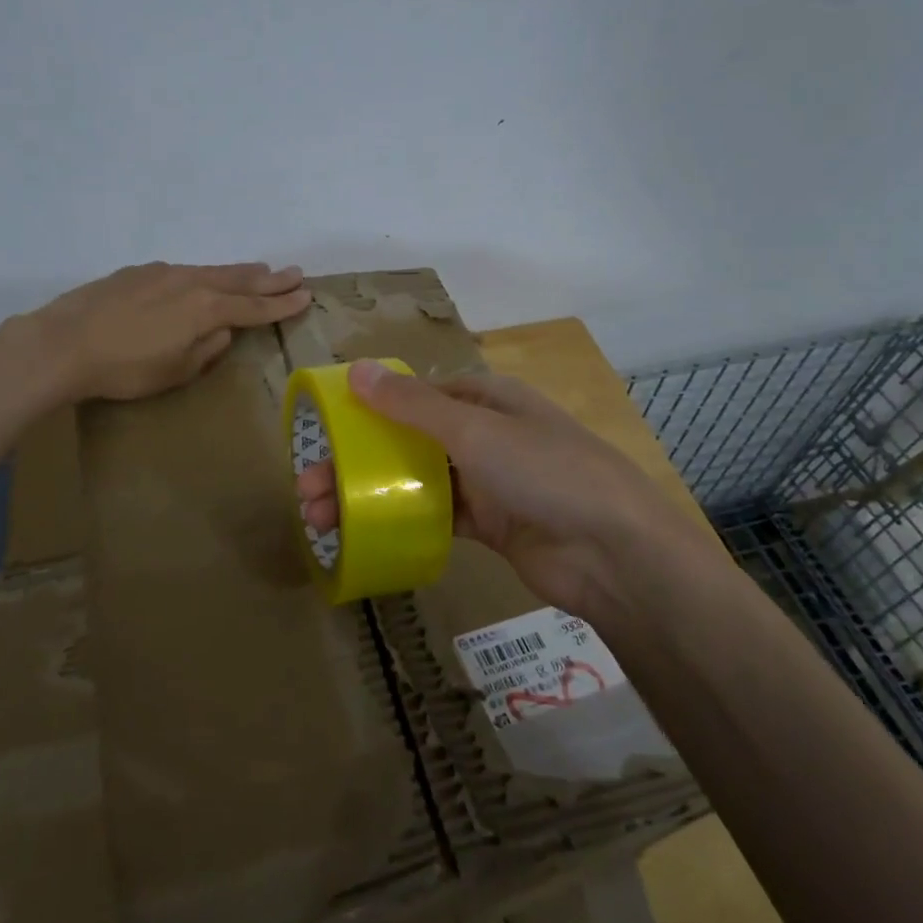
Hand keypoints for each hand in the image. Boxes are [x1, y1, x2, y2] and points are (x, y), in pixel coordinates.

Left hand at [29, 262, 309, 401]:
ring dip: (238, 272)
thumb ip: (207, 349)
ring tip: (259, 270)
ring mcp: (162, 273)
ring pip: (211, 270)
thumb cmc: (124, 369)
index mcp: (205, 309)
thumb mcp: (175, 371)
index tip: (305, 296)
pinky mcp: (137, 273)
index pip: (254, 307)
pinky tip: (201, 279)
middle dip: (269, 279)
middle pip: (239, 280)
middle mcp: (190, 282)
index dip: (281, 304)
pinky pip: (183, 271)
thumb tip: (222, 331)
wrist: (63, 344)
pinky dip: (204, 275)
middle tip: (295, 273)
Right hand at [295, 360, 691, 615]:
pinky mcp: (490, 524)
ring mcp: (487, 481)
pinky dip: (401, 520)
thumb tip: (356, 370)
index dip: (369, 409)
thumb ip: (412, 405)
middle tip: (308, 489)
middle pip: (407, 441)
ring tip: (322, 519)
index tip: (326, 432)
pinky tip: (364, 534)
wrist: (615, 553)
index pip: (415, 394)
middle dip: (358, 462)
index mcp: (484, 398)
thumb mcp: (475, 430)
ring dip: (371, 495)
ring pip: (416, 480)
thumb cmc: (545, 471)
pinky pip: (435, 516)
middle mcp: (484, 434)